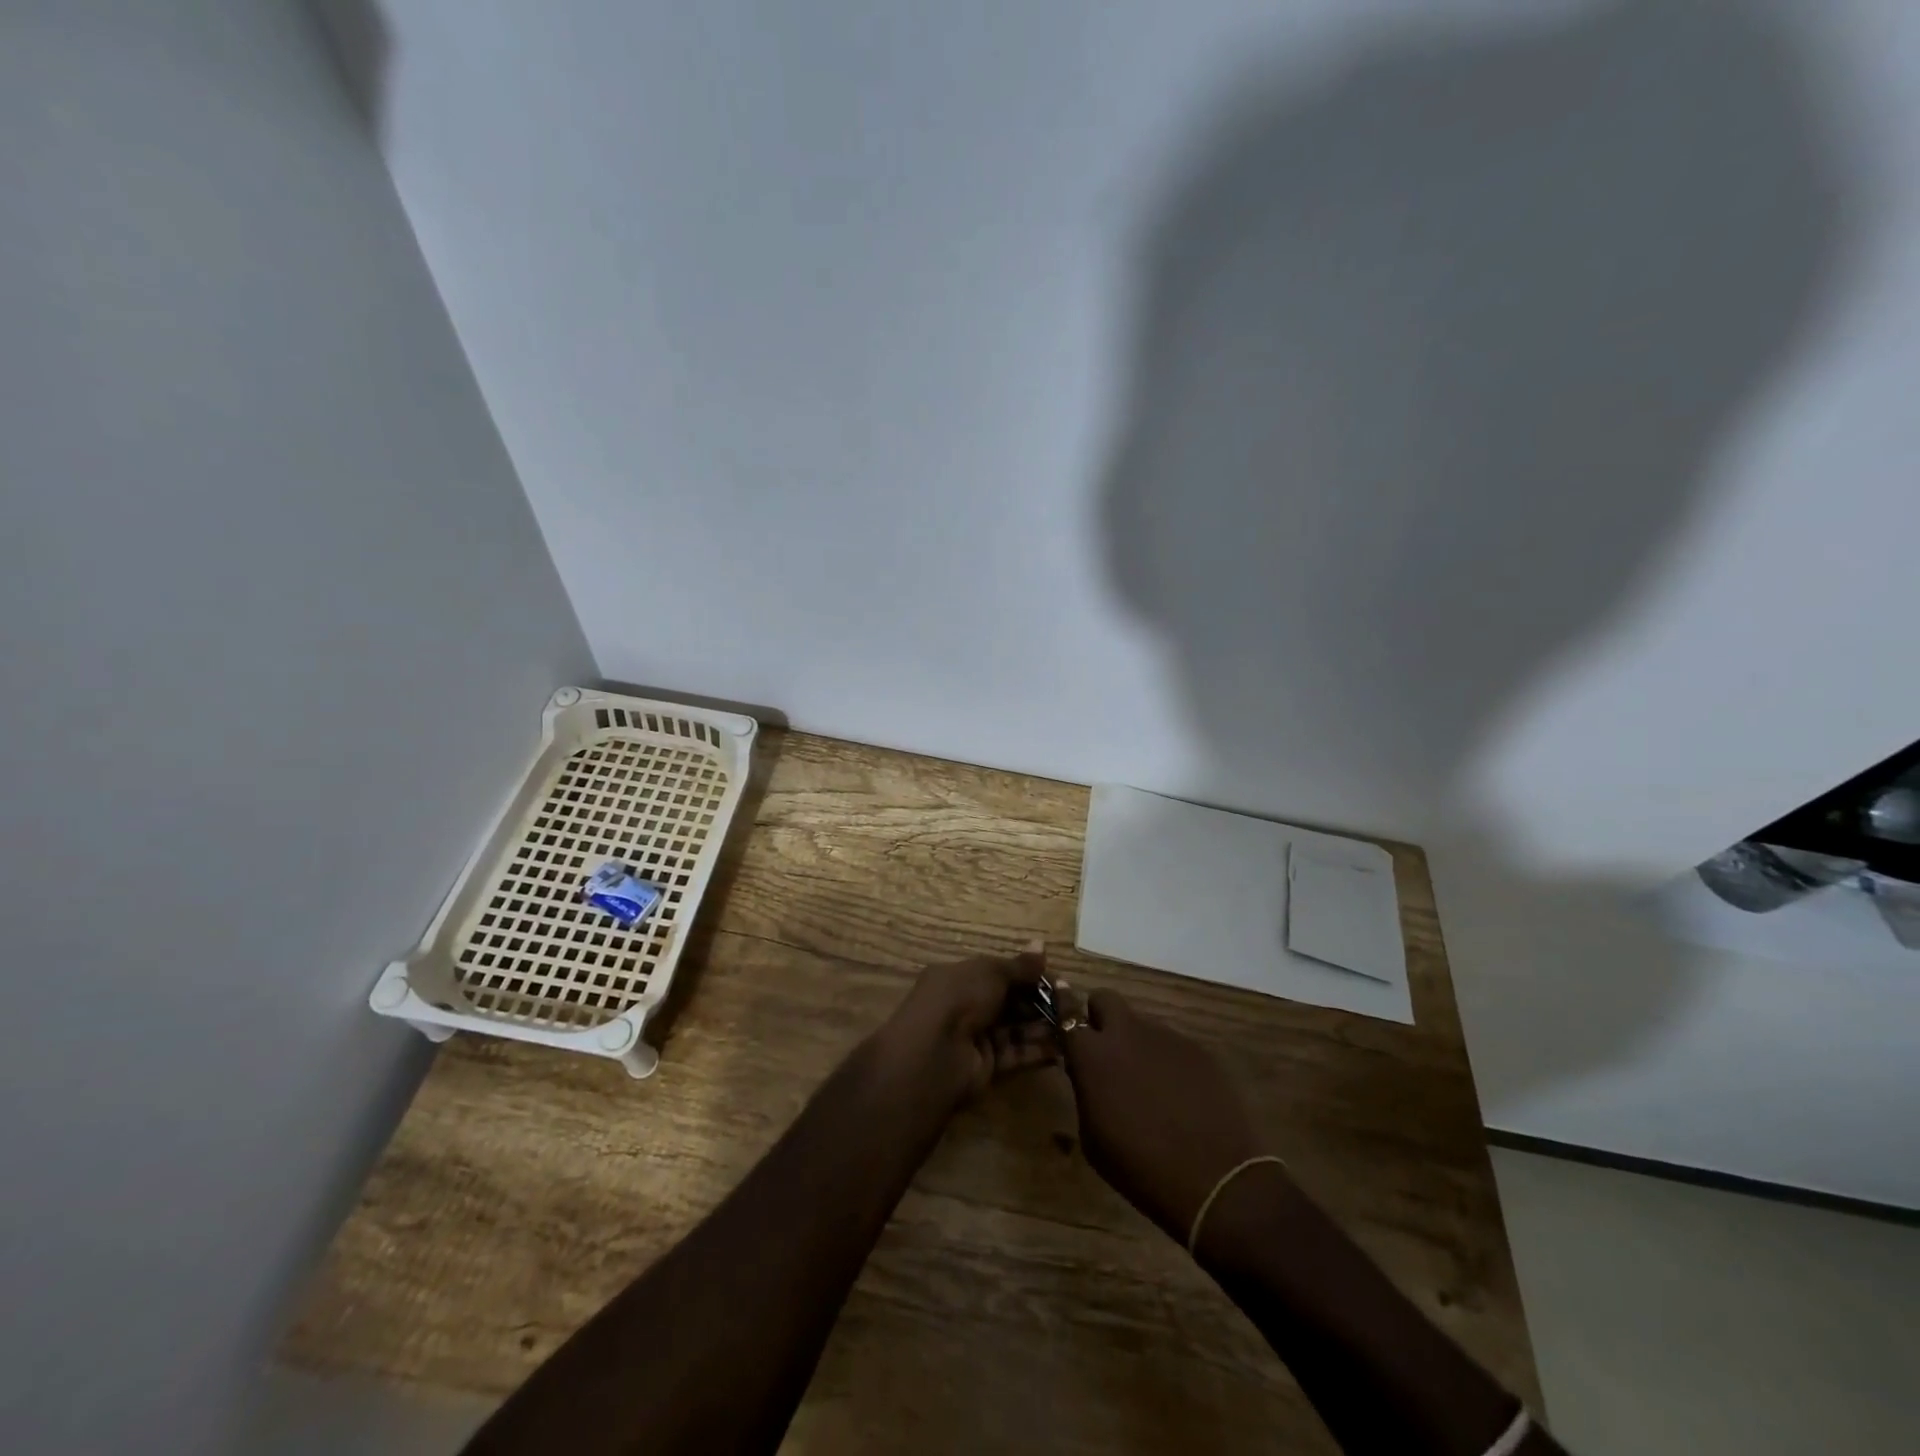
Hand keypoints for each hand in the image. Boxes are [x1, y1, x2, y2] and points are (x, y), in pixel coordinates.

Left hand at [873, 943, 1059, 1105]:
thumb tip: (1042, 944)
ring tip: (1074, 1025)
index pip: (1000, 974)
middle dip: (1040, 1002)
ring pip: (1016, 1029)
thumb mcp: (992, 972)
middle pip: (1010, 1002)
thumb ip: (1020, 966)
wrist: (935, 1053)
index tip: (1058, 980)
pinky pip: (1016, 1055)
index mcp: (961, 977)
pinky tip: (1063, 1049)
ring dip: (1043, 1027)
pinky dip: (1037, 1052)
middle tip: (1071, 1004)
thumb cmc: (960, 998)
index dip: (1028, 975)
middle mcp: (967, 1005)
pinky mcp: (986, 1066)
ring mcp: (976, 1037)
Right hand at [1063, 990, 1264, 1244]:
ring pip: (1141, 1024)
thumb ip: (1084, 1090)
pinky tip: (1179, 1095)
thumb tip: (1085, 1069)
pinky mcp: (1197, 1049)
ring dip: (1136, 1043)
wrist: (1213, 1180)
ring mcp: (1165, 1037)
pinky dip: (1167, 1061)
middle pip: (1105, 999)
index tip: (1060, 994)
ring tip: (1150, 1084)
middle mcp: (1127, 1033)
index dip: (1062, 1002)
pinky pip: (1171, 1045)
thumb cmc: (1139, 1167)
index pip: (1068, 1011)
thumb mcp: (1092, 1137)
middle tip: (1106, 1048)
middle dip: (1101, 1016)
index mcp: (1093, 1054)